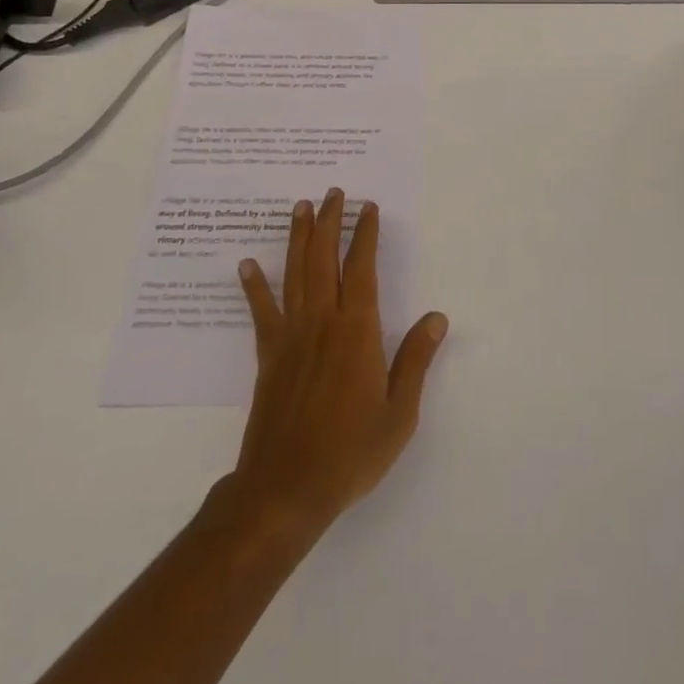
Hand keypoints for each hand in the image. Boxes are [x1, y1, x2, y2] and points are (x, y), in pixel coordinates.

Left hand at [231, 188, 447, 540]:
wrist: (285, 491)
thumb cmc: (350, 452)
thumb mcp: (399, 413)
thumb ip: (416, 360)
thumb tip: (436, 317)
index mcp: (357, 331)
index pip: (362, 268)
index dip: (365, 235)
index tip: (368, 208)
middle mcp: (323, 322)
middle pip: (324, 259)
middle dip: (330, 222)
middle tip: (333, 192)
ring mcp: (291, 336)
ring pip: (295, 274)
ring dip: (298, 238)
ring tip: (300, 207)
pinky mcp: (268, 356)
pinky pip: (261, 312)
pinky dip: (254, 286)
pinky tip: (247, 264)